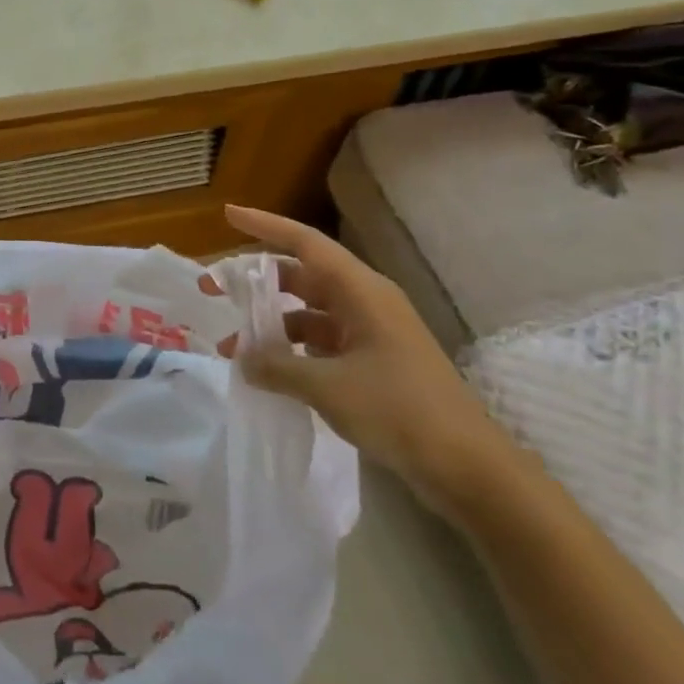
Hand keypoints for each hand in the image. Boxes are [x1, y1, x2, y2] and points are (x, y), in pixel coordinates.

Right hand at [221, 204, 520, 518]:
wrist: (470, 469)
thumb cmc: (400, 410)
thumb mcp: (329, 387)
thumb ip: (278, 367)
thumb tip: (241, 359)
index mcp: (362, 292)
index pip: (305, 243)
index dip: (265, 225)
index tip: (229, 213)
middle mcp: (365, 303)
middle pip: (301, 277)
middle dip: (256, 283)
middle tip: (213, 291)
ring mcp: (371, 334)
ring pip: (308, 314)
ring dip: (270, 326)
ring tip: (233, 350)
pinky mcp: (374, 364)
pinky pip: (321, 343)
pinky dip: (292, 351)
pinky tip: (268, 374)